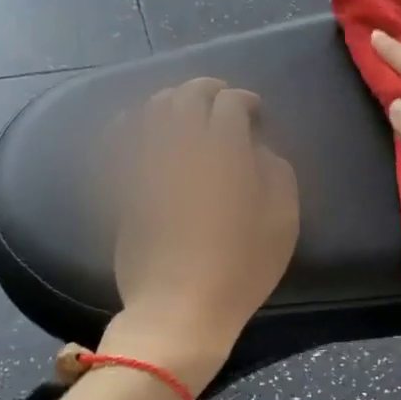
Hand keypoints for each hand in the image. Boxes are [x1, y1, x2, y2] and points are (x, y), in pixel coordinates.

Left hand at [101, 78, 298, 393]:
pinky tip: (139, 125)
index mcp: (224, 155)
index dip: (245, 101)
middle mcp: (181, 148)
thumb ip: (277, 175)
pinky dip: (131, 122)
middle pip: (188, 96)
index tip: (255, 112)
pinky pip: (119, 138)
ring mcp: (146, 165)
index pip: (230, 105)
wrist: (179, 310)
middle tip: (222, 100)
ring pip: (152, 109)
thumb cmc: (240, 271)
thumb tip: (258, 150)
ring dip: (173, 100)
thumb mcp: (282, 225)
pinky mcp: (123, 184)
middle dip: (208, 89)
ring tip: (185, 111)